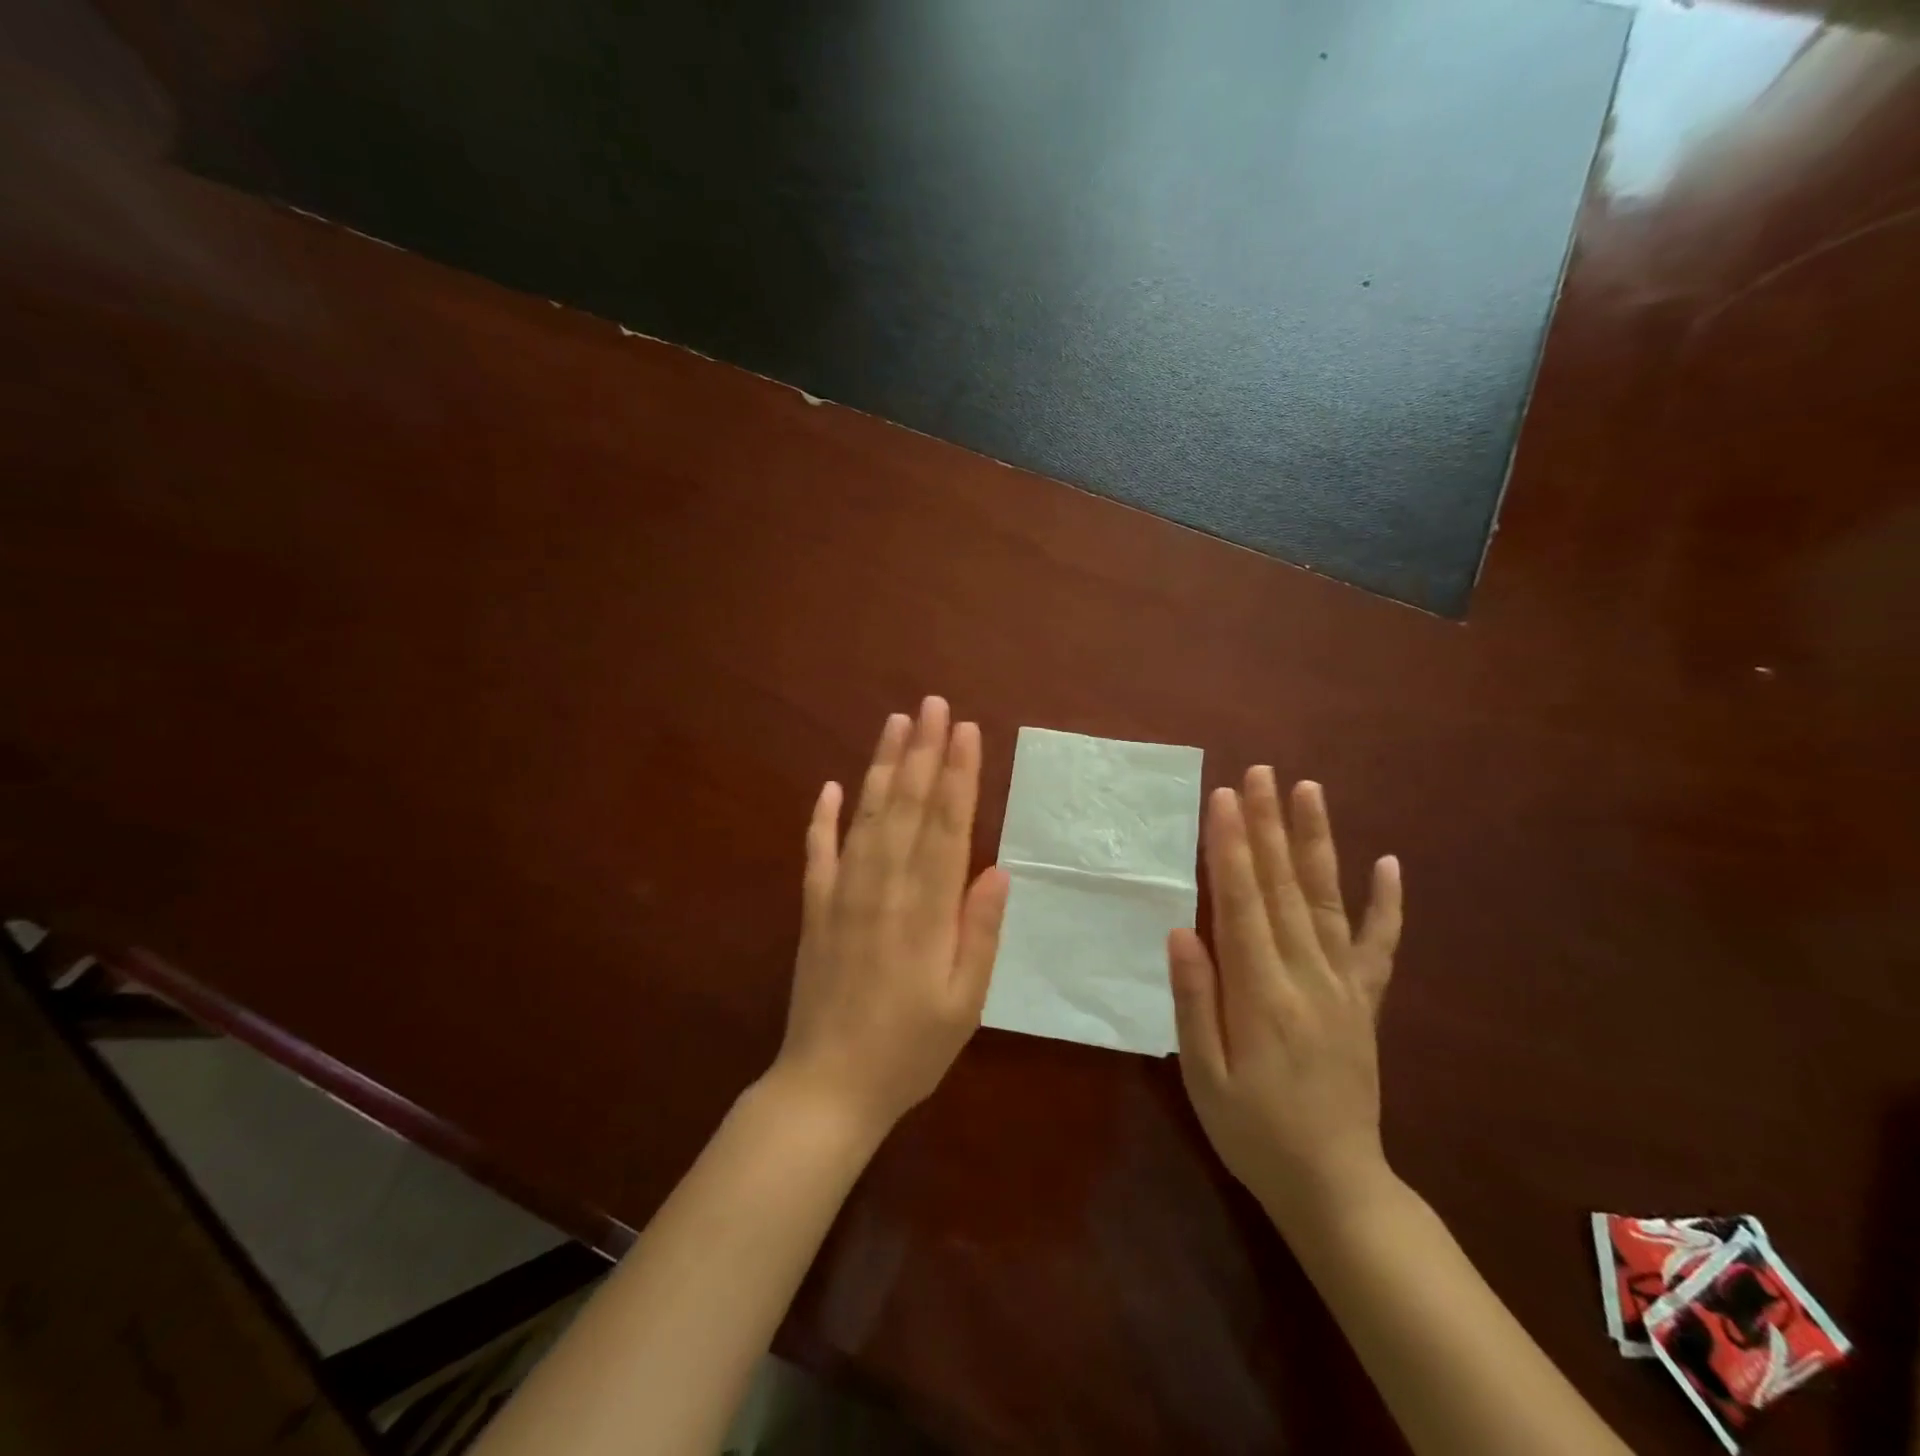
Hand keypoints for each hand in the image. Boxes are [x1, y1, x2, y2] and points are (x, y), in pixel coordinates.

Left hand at [771, 697, 1010, 1136]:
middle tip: (934, 704)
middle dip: (925, 752)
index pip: (946, 827)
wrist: (827, 1088)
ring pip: (865, 817)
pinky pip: (817, 852)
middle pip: (907, 807)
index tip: (967, 731)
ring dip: (882, 767)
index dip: (959, 775)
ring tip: (896, 724)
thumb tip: (997, 870)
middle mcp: (883, 888)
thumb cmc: (909, 1050)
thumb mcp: (964, 1003)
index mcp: (926, 910)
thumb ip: (980, 933)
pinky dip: (821, 817)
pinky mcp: (813, 909)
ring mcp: (842, 895)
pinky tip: (829, 786)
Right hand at [1168, 768, 1403, 1229]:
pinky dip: (1387, 903)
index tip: (1223, 799)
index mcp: (1262, 995)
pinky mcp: (1366, 1002)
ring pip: (1328, 900)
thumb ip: (1195, 1001)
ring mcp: (1344, 987)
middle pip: (1284, 887)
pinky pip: (1380, 946)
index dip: (1231, 848)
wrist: (1335, 1185)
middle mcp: (1308, 978)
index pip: (1242, 904)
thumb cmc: (1252, 1130)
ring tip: (1309, 791)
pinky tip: (1388, 862)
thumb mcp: (1205, 1076)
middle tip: (1260, 773)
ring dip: (1316, 842)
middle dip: (1268, 825)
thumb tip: (1182, 930)